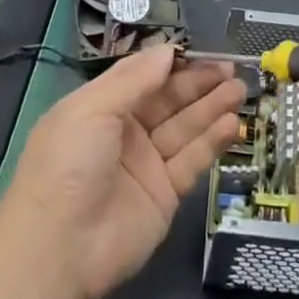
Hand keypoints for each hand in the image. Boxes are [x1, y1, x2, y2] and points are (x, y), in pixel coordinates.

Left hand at [0, 46, 245, 298]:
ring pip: (185, 128)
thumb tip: (168, 50)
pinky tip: (232, 124)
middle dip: (199, 84)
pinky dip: (212, 142)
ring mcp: (146, 164)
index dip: (171, 64)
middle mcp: (125, 132)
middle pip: (169, 100)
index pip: (143, 77)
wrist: (58, 248)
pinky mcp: (165, 195)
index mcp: (101, 107)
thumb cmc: (68, 163)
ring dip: (212, 108)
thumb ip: (134, 79)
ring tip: (240, 90)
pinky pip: (192, 161)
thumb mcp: (92, 108)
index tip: (201, 52)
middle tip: (231, 70)